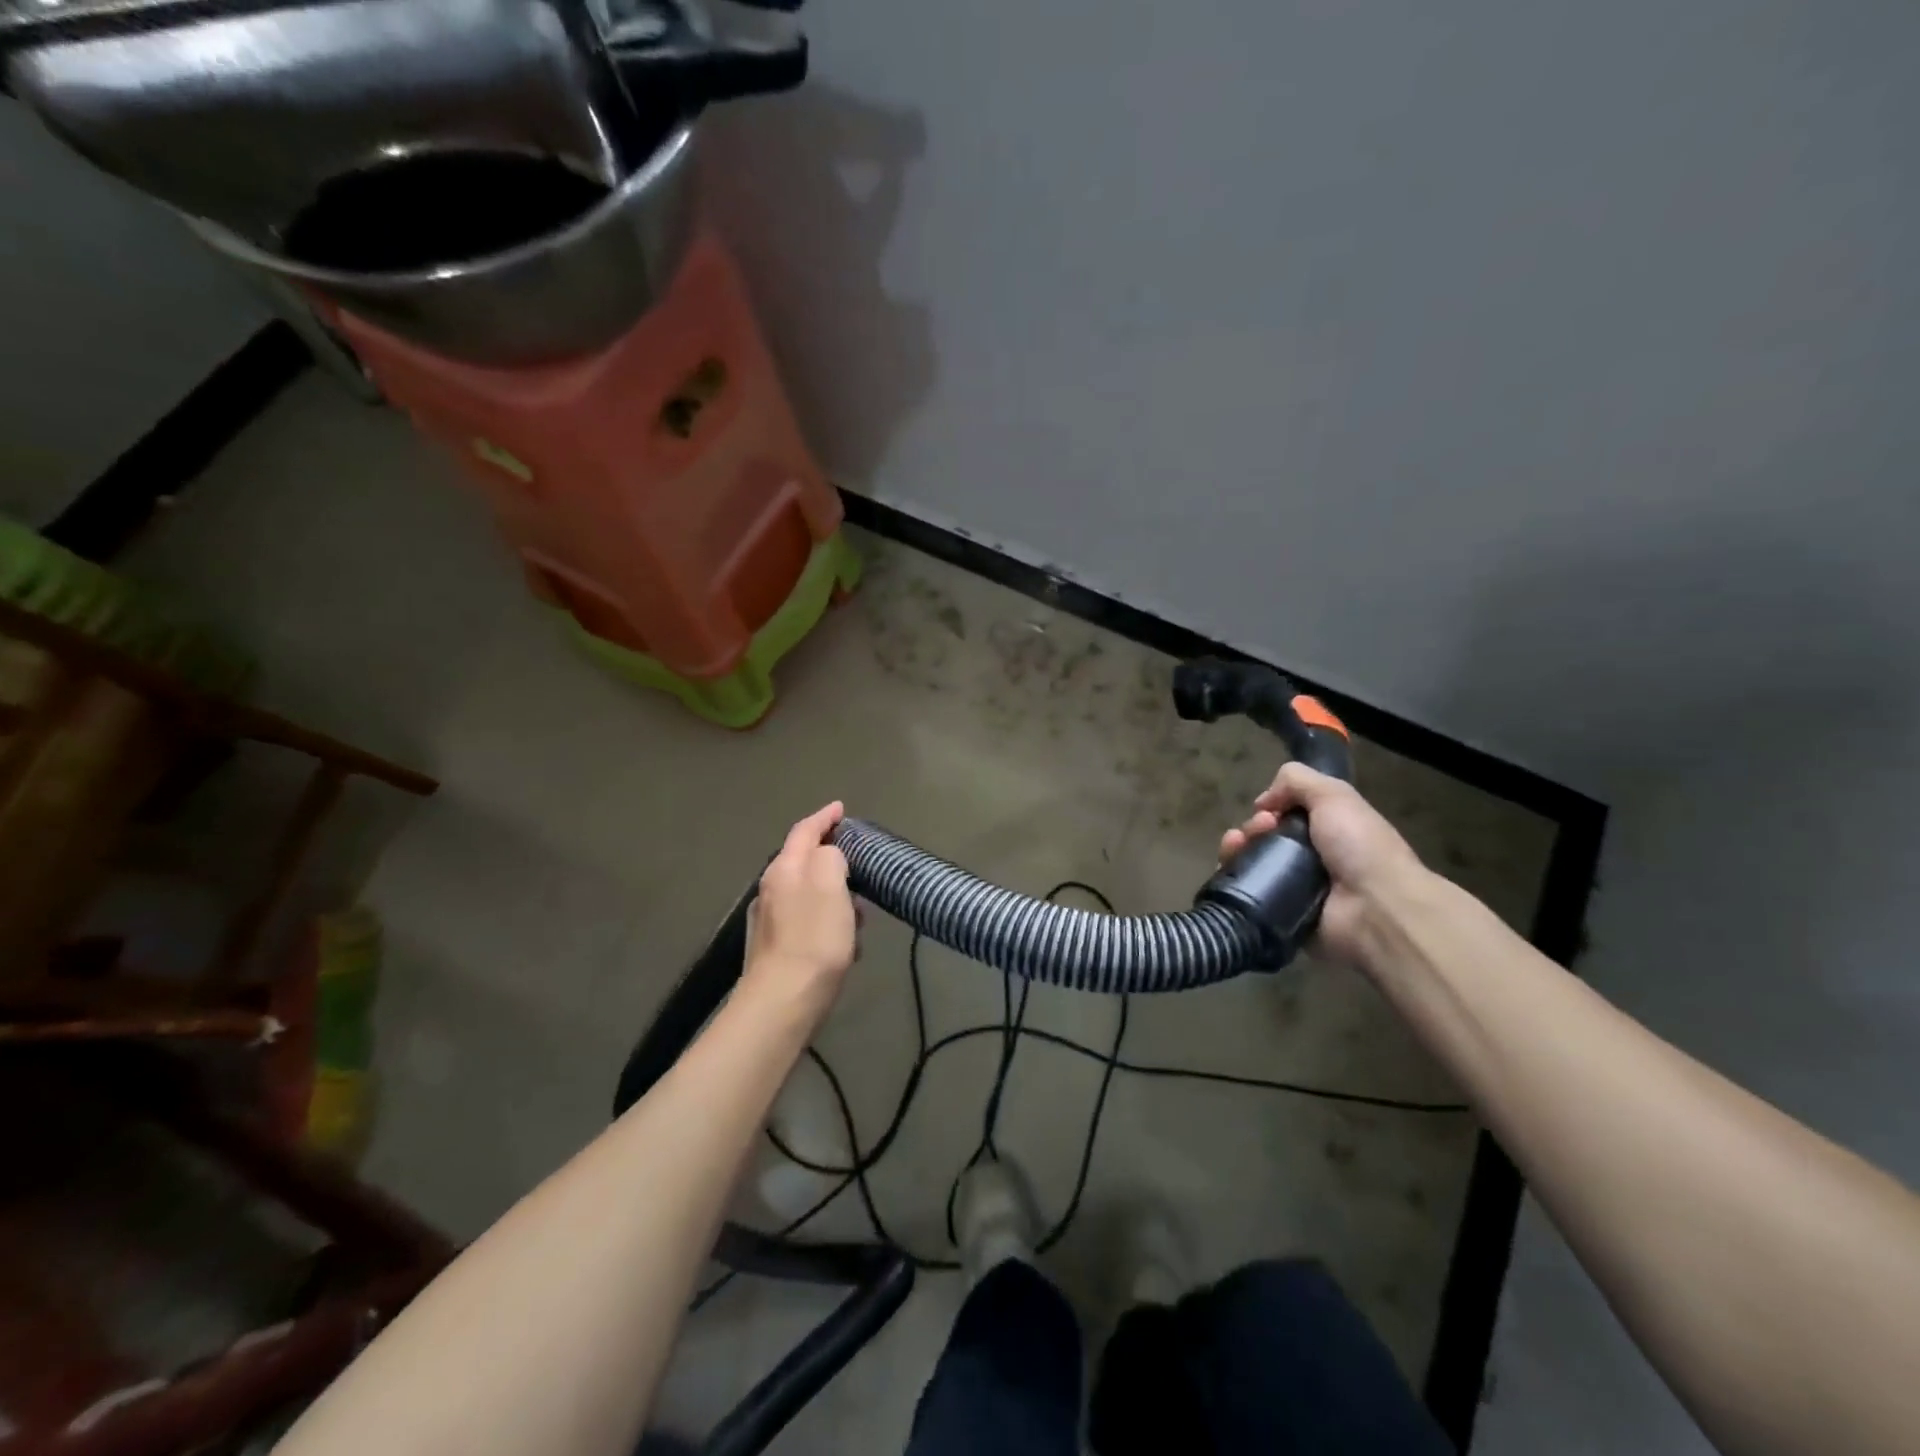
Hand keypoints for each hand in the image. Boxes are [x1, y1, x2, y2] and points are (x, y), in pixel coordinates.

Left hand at [743, 802, 857, 1021]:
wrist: (783, 1002)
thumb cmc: (814, 937)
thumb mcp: (830, 883)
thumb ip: (831, 856)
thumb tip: (830, 856)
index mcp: (784, 869)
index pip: (804, 831)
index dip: (824, 817)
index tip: (841, 808)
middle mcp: (771, 889)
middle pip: (803, 861)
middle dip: (831, 857)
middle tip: (858, 860)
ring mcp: (770, 921)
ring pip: (807, 894)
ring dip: (833, 895)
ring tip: (860, 909)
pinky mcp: (776, 950)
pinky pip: (808, 923)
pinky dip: (828, 922)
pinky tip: (846, 943)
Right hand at [1218, 763, 1428, 969]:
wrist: (1376, 909)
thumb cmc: (1360, 847)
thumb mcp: (1334, 795)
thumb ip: (1297, 781)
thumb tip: (1263, 803)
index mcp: (1327, 831)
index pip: (1285, 816)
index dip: (1271, 808)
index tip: (1268, 810)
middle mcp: (1309, 859)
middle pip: (1263, 838)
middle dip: (1252, 827)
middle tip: (1261, 829)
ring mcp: (1293, 888)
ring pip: (1249, 863)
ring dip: (1235, 848)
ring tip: (1237, 845)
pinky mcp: (1278, 914)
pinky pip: (1245, 893)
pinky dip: (1232, 878)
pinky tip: (1229, 866)